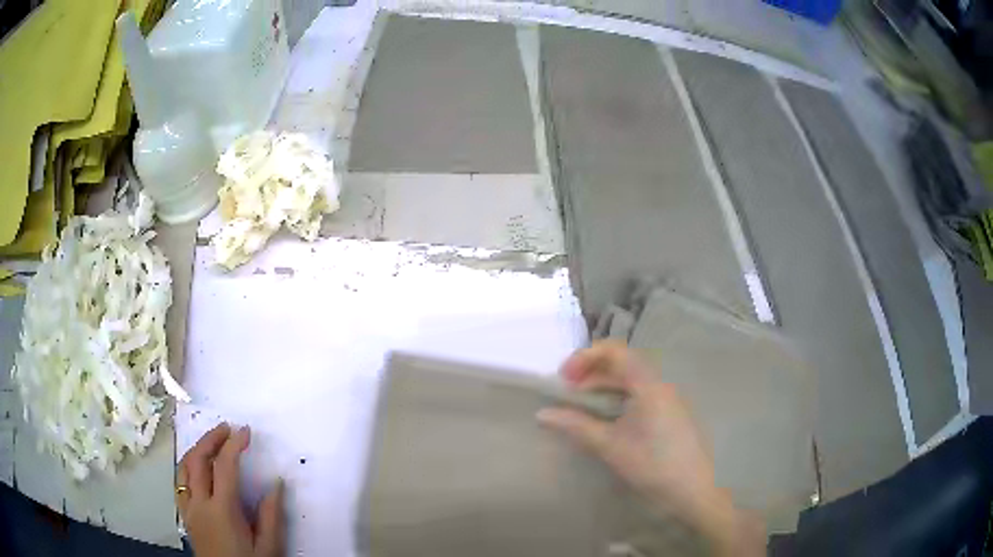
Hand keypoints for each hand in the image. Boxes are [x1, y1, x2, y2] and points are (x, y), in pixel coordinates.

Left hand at [176, 423, 284, 556]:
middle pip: (198, 460)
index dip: (234, 444)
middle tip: (227, 429)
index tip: (246, 431)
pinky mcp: (185, 516)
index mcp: (222, 511)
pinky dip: (187, 467)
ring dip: (196, 449)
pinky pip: (180, 483)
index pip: (225, 467)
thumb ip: (271, 516)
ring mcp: (188, 510)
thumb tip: (276, 484)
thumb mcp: (269, 548)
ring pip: (184, 468)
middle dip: (211, 439)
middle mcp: (199, 504)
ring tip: (211, 443)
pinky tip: (197, 469)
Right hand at [538, 341, 763, 555]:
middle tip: (567, 391)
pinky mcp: (670, 412)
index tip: (563, 377)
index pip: (615, 351)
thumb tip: (542, 414)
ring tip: (581, 404)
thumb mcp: (611, 446)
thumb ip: (576, 426)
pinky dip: (618, 397)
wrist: (694, 489)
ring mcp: (667, 398)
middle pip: (623, 362)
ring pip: (631, 379)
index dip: (585, 357)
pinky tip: (606, 417)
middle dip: (591, 371)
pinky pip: (640, 393)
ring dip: (604, 385)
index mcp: (648, 385)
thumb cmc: (653, 464)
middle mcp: (660, 384)